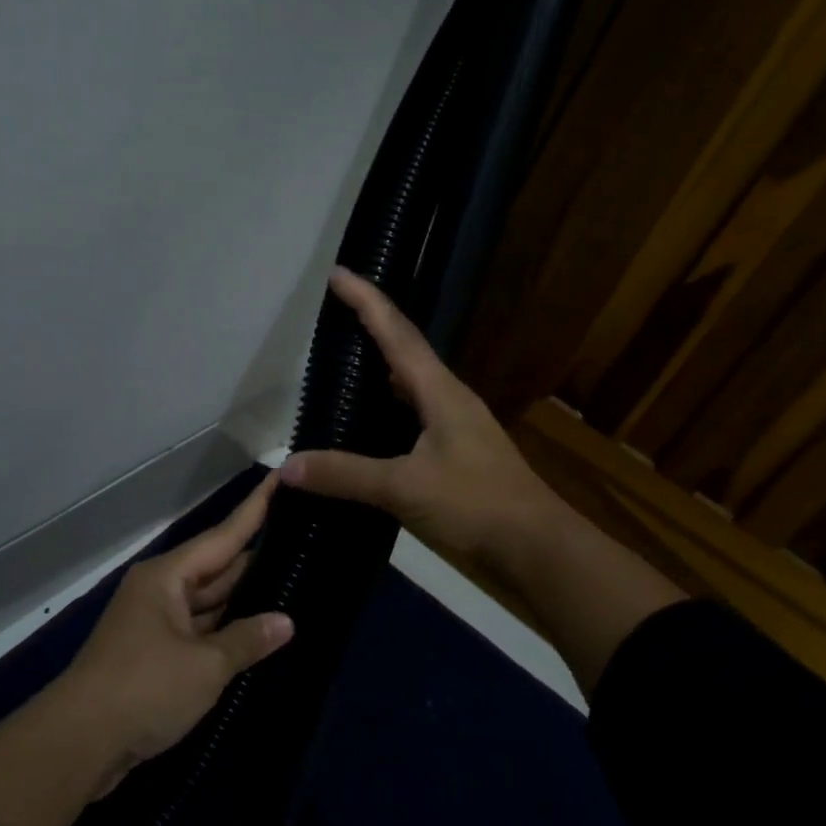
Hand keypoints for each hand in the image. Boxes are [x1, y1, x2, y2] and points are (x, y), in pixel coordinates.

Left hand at [0, 473, 292, 825]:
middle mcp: (161, 590)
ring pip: (209, 601)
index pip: (223, 536)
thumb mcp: (204, 666)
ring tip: (294, 581)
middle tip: (304, 542)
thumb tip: (286, 622)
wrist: (78, 744)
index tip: (280, 478)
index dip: (255, 510)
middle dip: (257, 558)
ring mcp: (156, 622)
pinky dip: (226, 630)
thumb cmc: (143, 689)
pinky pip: (200, 630)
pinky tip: (259, 629)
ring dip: (244, 598)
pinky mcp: (155, 654)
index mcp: (168, 577)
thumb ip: (247, 640)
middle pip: (217, 568)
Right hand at [280, 268, 682, 693]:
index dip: (366, 301)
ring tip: (345, 362)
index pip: (396, 333)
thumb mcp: (405, 488)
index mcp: (440, 392)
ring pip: (411, 385)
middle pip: (406, 350)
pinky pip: (414, 417)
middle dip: (372, 326)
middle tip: (336, 314)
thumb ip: (345, 475)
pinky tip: (369, 426)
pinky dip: (387, 410)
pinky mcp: (457, 456)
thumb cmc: (476, 506)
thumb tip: (287, 466)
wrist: (538, 551)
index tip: (338, 273)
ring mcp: (456, 428)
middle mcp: (449, 400)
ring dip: (381, 368)